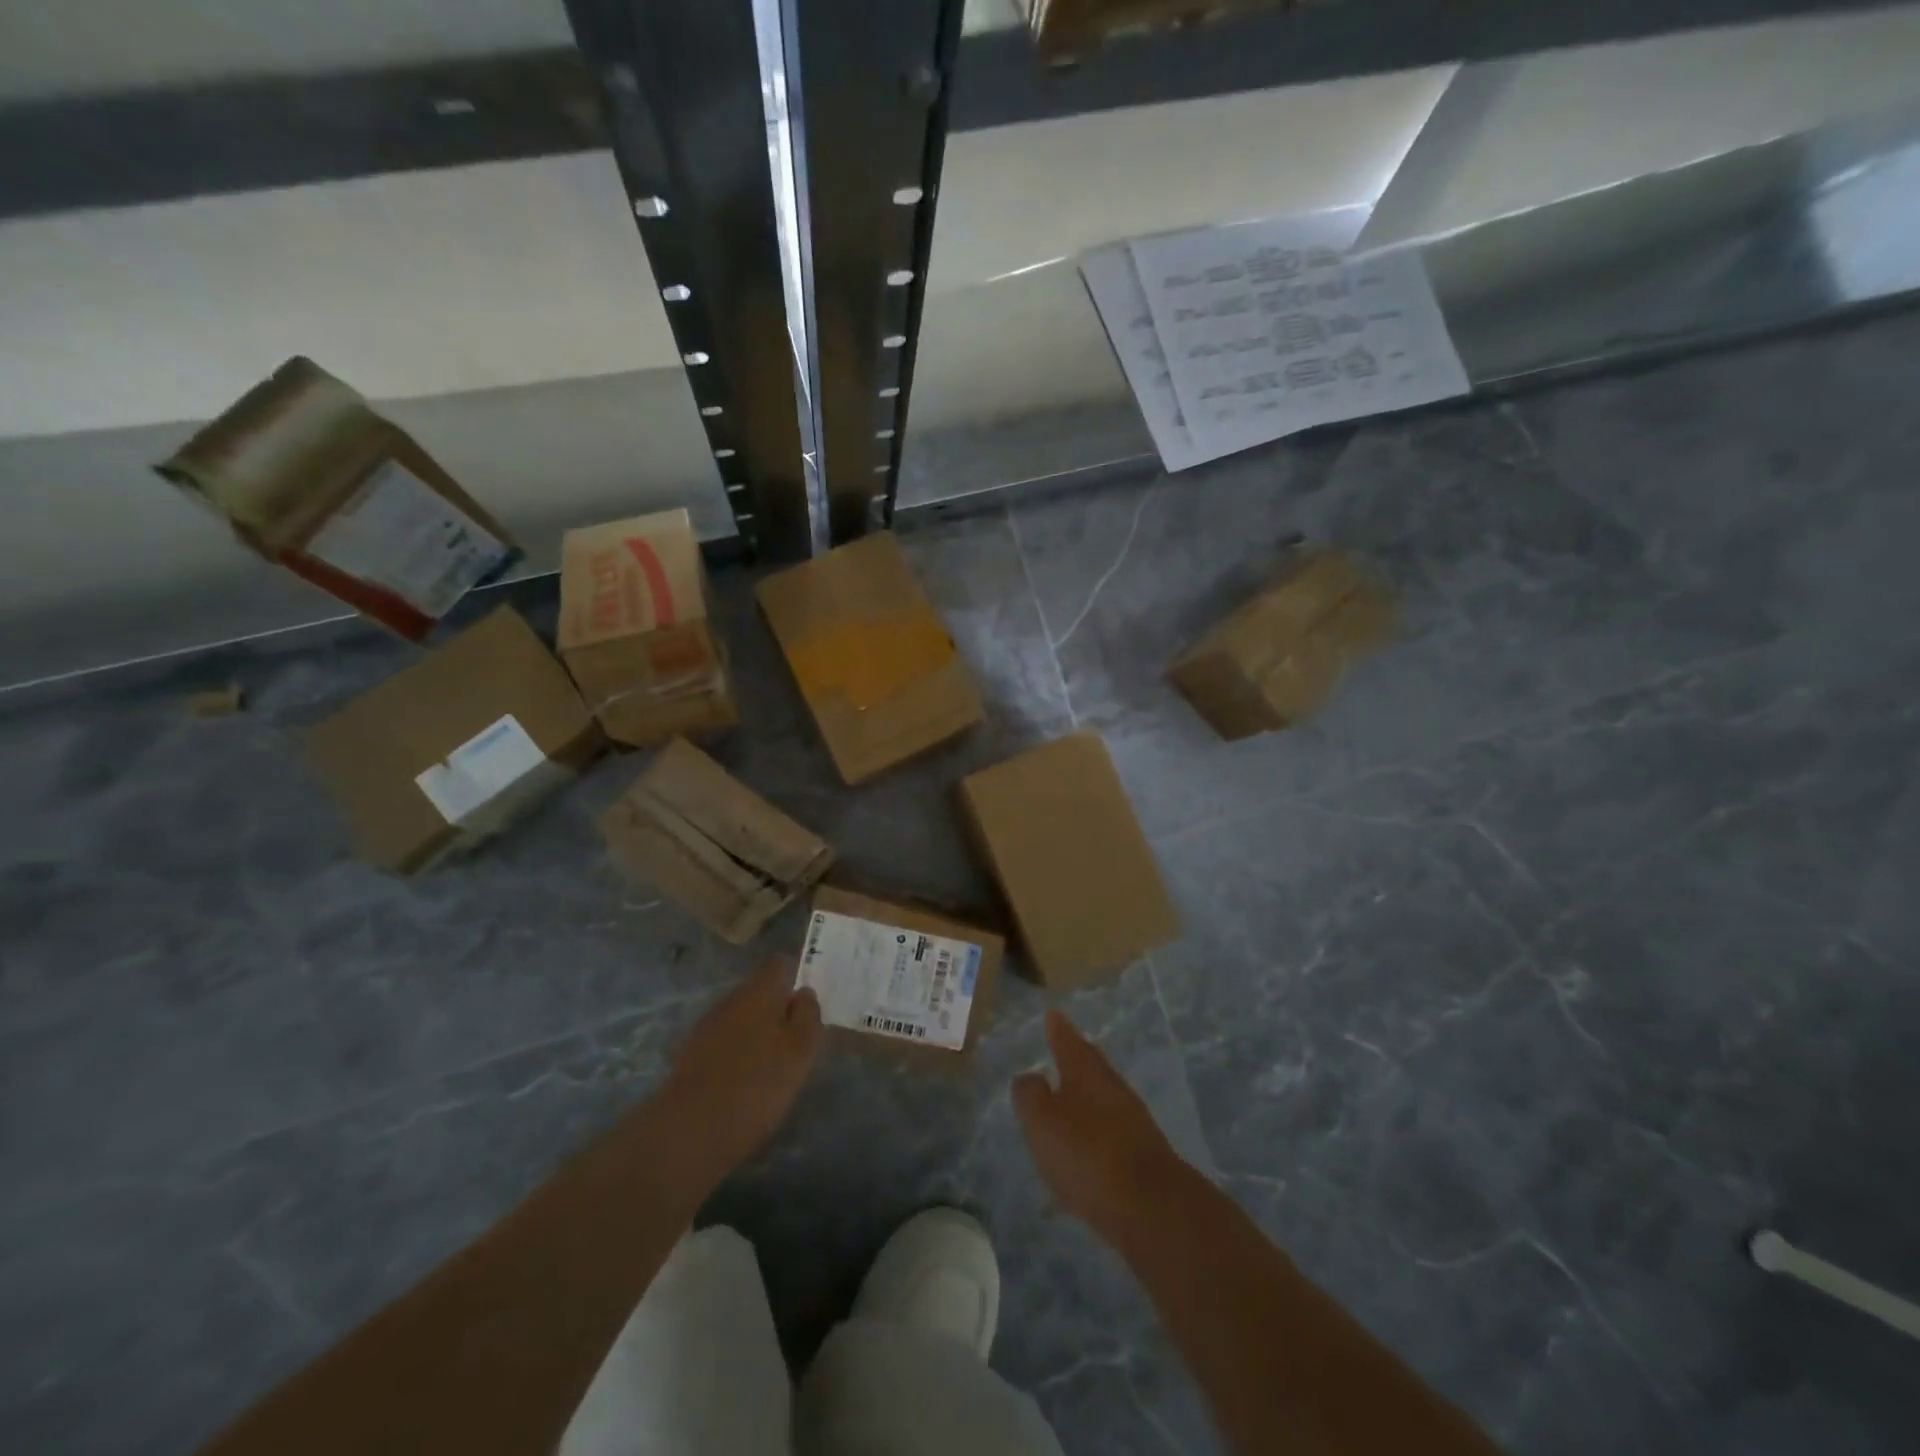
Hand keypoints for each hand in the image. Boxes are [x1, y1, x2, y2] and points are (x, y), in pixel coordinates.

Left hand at [654, 957, 822, 1197]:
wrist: (689, 1130)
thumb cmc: (757, 1084)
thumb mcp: (800, 1050)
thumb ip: (808, 1015)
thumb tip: (803, 992)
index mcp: (759, 991)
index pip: (780, 964)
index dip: (796, 977)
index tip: (808, 1004)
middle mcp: (730, 1000)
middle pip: (759, 992)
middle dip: (777, 1009)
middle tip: (795, 1040)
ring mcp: (706, 1027)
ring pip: (740, 1018)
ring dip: (756, 1033)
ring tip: (772, 1065)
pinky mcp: (690, 1056)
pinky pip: (723, 1043)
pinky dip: (736, 1054)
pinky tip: (744, 1082)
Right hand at [1013, 1011, 1192, 1243]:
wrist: (1149, 1207)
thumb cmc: (1087, 1153)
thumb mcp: (1042, 1120)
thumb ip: (1030, 1095)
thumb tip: (1030, 1077)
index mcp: (1086, 1073)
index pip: (1069, 1042)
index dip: (1059, 1030)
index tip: (1053, 1015)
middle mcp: (1112, 1089)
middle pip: (1092, 1066)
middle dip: (1078, 1057)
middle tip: (1065, 1047)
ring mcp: (1132, 1123)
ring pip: (1102, 1100)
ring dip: (1085, 1098)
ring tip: (1068, 1102)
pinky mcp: (1141, 1158)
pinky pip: (1109, 1135)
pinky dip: (1094, 1135)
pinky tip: (1082, 1154)